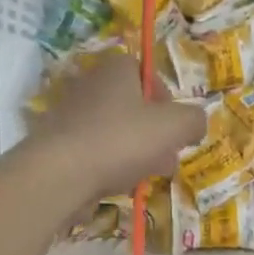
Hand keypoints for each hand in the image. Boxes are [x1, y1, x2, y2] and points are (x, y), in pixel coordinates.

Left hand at [26, 52, 203, 201]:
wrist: (60, 174)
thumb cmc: (121, 140)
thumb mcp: (175, 126)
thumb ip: (194, 120)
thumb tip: (195, 124)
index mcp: (116, 69)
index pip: (146, 72)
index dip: (166, 98)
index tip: (175, 125)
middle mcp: (89, 84)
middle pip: (132, 106)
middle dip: (154, 133)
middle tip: (167, 157)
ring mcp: (70, 115)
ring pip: (114, 132)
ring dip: (135, 153)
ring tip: (146, 176)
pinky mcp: (58, 145)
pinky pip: (94, 152)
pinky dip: (109, 166)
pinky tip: (119, 185)